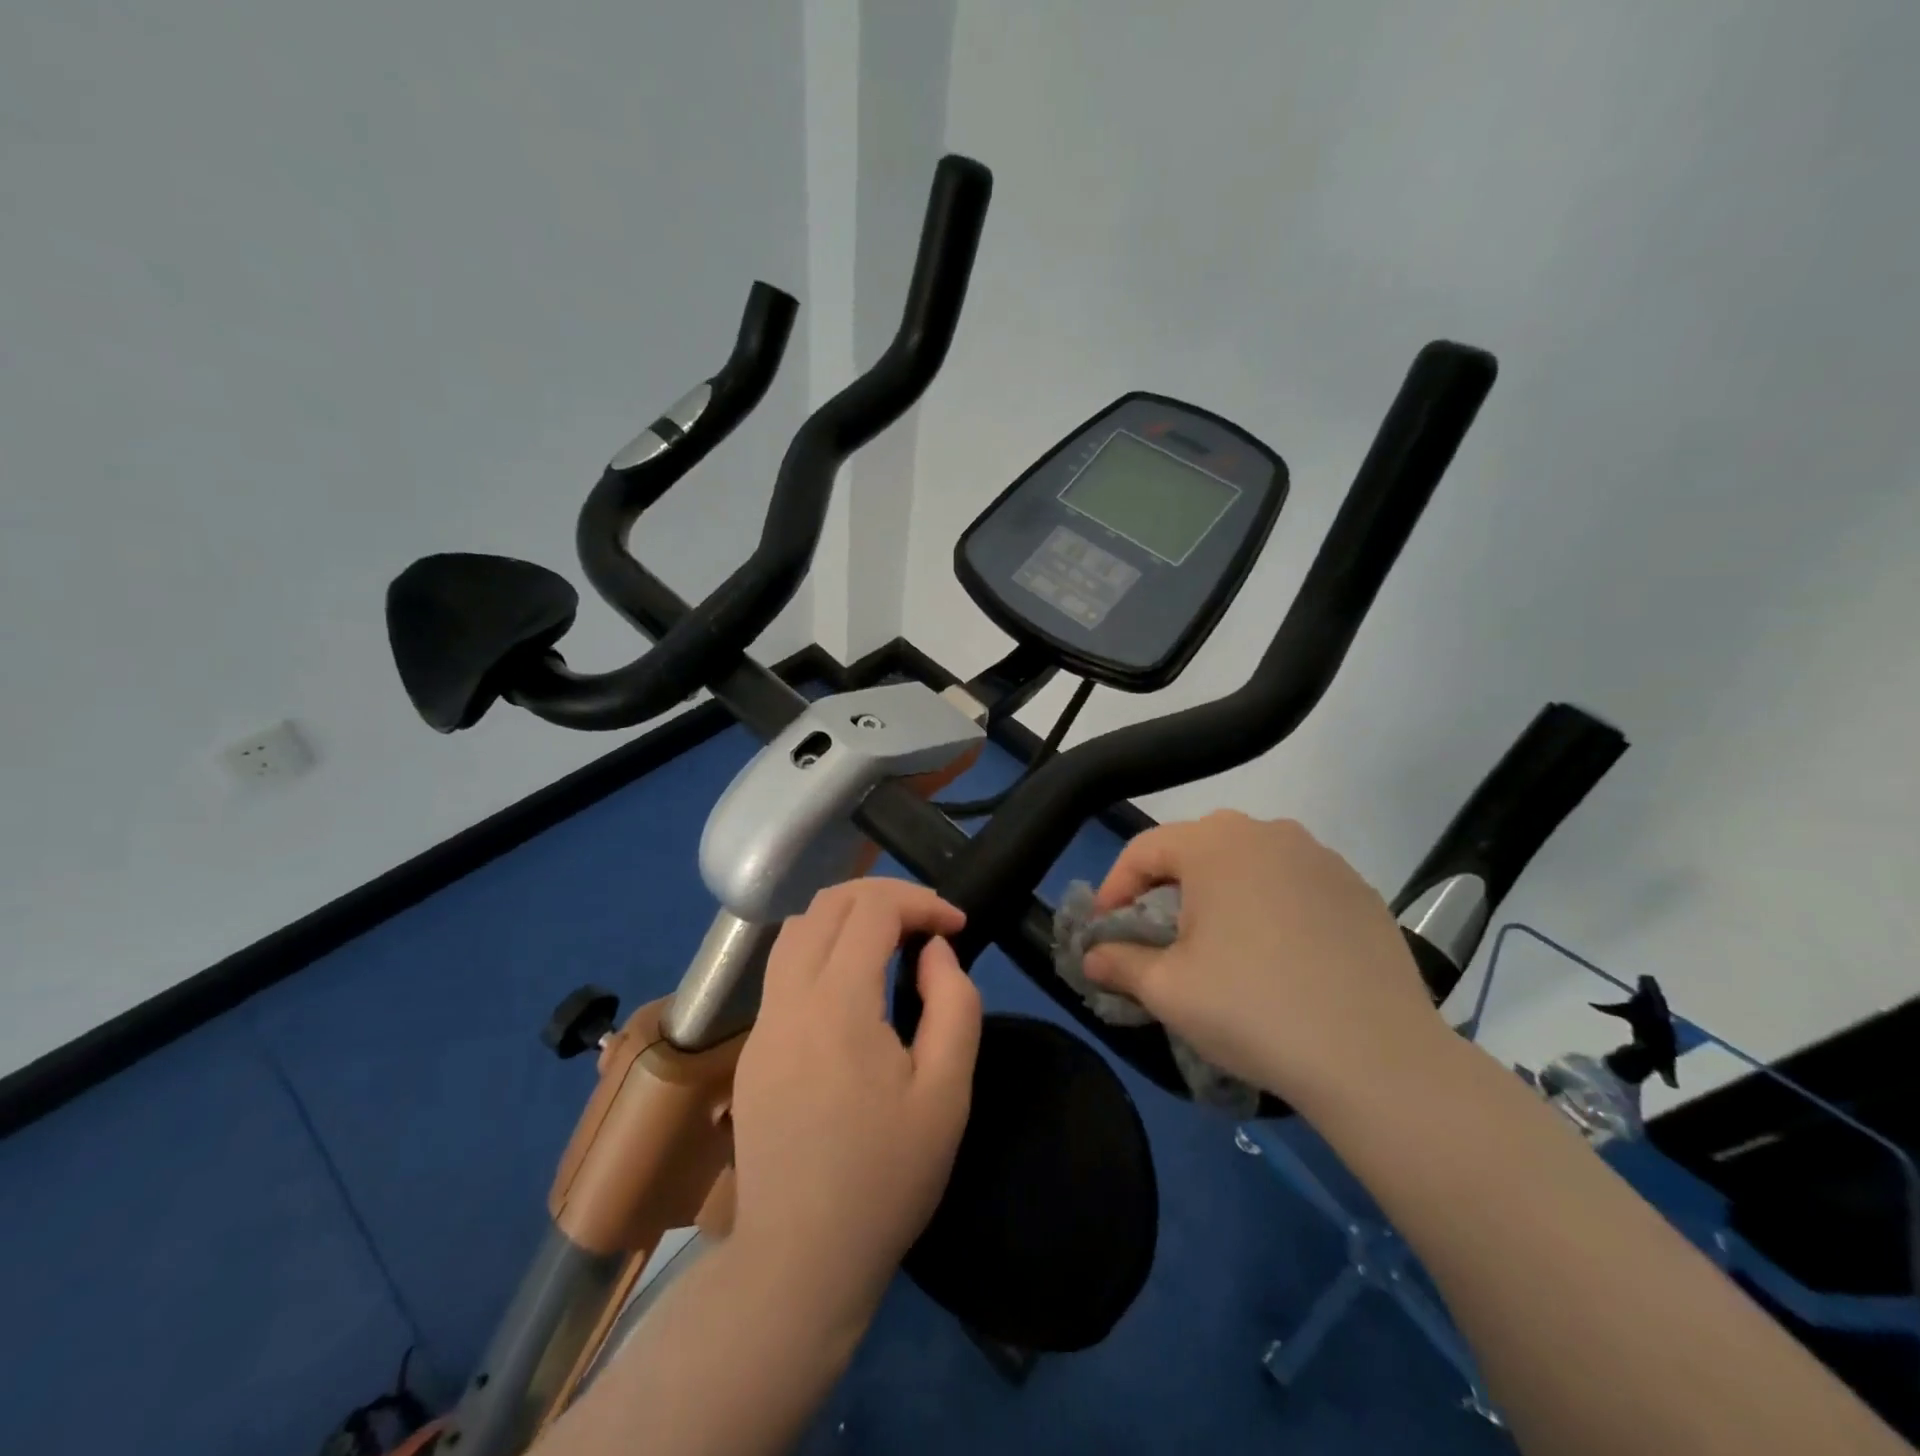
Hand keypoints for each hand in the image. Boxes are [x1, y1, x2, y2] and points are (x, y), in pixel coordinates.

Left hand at [729, 879, 982, 1325]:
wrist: (800, 1260)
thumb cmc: (885, 1179)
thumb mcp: (947, 1094)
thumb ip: (953, 1005)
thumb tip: (933, 951)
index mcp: (836, 1007)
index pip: (871, 910)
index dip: (920, 901)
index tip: (956, 926)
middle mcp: (788, 1000)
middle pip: (827, 904)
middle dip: (884, 895)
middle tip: (927, 921)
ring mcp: (762, 1023)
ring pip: (797, 929)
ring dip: (847, 916)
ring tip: (891, 941)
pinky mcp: (753, 1048)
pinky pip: (784, 968)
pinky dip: (823, 947)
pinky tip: (854, 984)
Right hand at [1083, 811, 1443, 1108]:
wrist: (1377, 1058)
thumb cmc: (1253, 1009)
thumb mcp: (1168, 990)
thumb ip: (1119, 963)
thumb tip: (1091, 956)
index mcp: (1215, 843)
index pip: (1143, 850)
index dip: (1113, 888)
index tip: (1103, 931)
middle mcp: (1268, 832)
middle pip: (1196, 848)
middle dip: (1165, 887)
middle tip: (1156, 934)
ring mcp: (1320, 857)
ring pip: (1248, 862)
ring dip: (1219, 892)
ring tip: (1217, 942)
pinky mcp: (1358, 888)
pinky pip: (1293, 883)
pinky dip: (1269, 905)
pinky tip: (1277, 953)